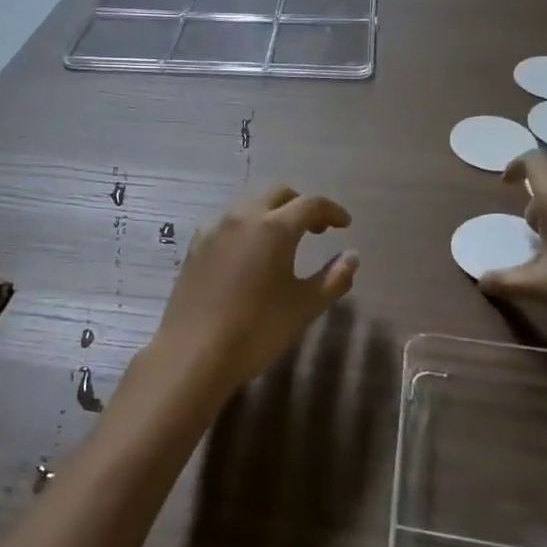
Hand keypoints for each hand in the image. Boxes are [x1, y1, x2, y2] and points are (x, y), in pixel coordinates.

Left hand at [149, 185, 358, 405]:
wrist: (193, 353)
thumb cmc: (257, 330)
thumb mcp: (304, 306)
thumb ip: (333, 278)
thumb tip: (352, 256)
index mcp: (274, 227)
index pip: (310, 204)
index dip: (332, 211)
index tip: (345, 225)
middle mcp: (243, 216)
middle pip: (279, 194)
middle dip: (302, 205)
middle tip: (317, 230)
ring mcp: (215, 228)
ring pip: (250, 204)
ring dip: (273, 213)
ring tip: (284, 241)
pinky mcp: (196, 245)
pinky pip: (228, 222)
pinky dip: (247, 226)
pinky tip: (250, 253)